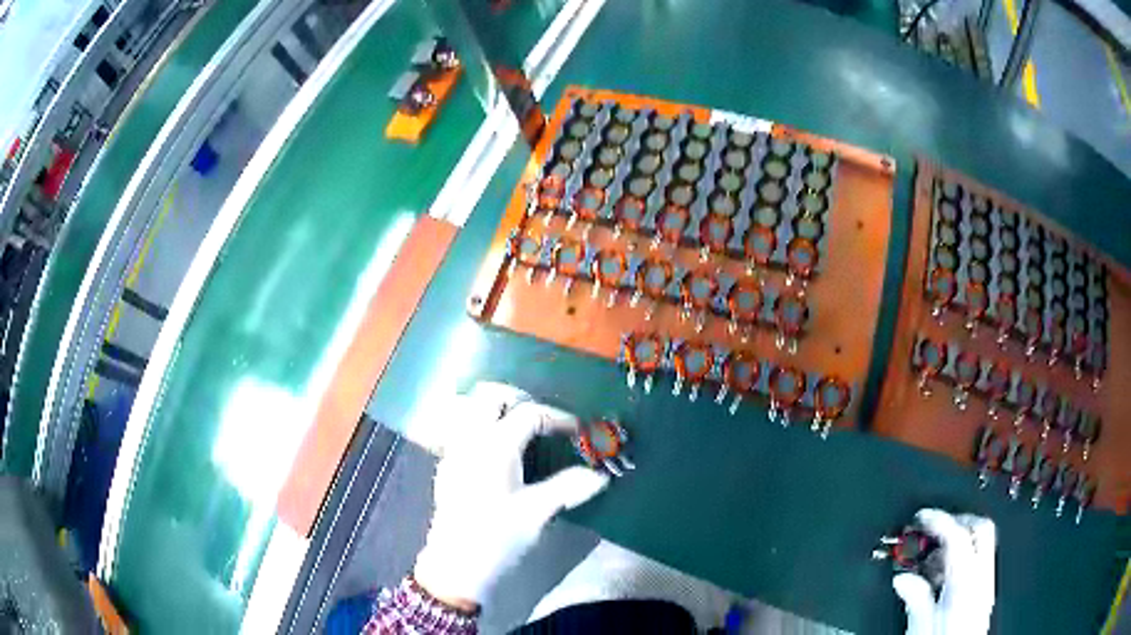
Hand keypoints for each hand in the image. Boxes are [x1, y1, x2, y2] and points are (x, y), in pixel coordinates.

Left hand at [413, 382, 610, 609]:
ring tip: (520, 431)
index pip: (528, 413)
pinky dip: (480, 428)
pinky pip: (461, 431)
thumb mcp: (537, 513)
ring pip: (469, 409)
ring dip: (495, 410)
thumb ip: (569, 488)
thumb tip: (601, 475)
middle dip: (518, 398)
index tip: (578, 432)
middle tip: (543, 419)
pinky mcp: (447, 469)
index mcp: (494, 446)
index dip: (558, 417)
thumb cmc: (497, 538)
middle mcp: (470, 440)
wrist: (455, 568)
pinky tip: (498, 455)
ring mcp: (453, 453)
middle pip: (488, 396)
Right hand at [892, 509, 996, 634]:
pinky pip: (979, 563)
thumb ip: (916, 598)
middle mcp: (981, 577)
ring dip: (956, 544)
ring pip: (981, 544)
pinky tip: (943, 578)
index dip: (939, 520)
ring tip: (931, 560)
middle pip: (979, 528)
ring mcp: (986, 585)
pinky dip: (961, 560)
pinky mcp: (984, 595)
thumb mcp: (921, 625)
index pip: (958, 535)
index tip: (922, 517)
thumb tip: (903, 578)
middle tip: (934, 527)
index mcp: (965, 581)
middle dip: (956, 521)